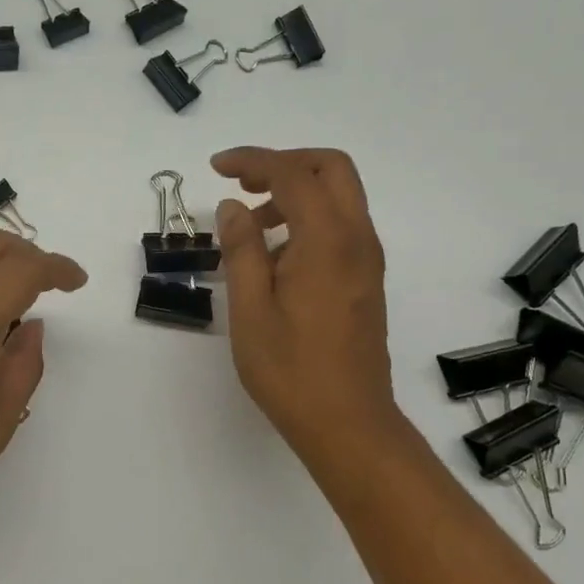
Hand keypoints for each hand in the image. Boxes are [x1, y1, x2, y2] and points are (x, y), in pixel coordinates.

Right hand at [211, 147, 399, 462]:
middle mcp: (357, 239)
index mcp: (327, 241)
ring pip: (339, 198)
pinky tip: (275, 258)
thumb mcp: (250, 309)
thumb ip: (241, 249)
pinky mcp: (366, 280)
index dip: (253, 160)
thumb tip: (232, 207)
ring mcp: (367, 260)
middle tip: (243, 184)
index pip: (293, 174)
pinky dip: (309, 221)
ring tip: (252, 228)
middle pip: (331, 170)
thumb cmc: (290, 370)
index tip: (216, 167)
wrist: (347, 422)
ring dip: (297, 194)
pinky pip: (341, 228)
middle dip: (285, 164)